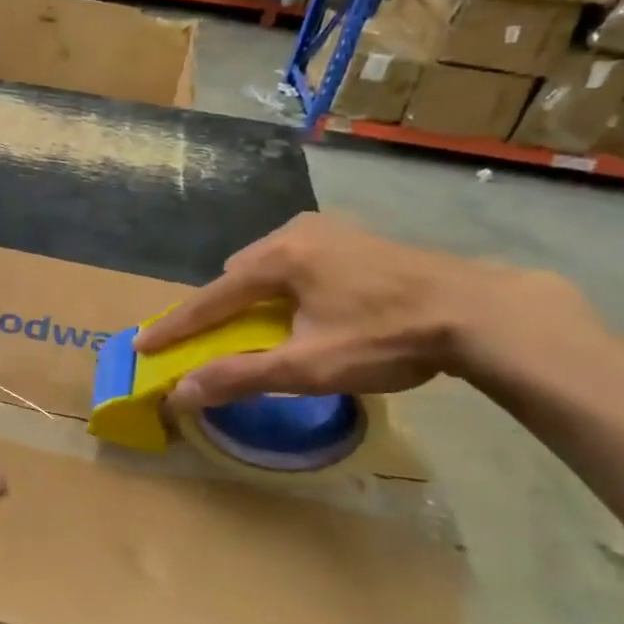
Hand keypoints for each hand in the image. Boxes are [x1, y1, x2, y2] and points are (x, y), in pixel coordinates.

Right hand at [132, 213, 586, 407]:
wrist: (481, 312)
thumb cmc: (386, 337)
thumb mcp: (308, 365)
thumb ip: (240, 376)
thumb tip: (181, 393)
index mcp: (278, 258)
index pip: (209, 298)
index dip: (174, 327)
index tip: (142, 346)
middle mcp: (296, 232)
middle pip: (237, 275)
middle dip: (220, 309)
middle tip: (215, 342)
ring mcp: (330, 230)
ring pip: (268, 265)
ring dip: (255, 297)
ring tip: (263, 329)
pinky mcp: (357, 238)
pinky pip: (299, 261)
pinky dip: (286, 287)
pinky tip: (307, 309)